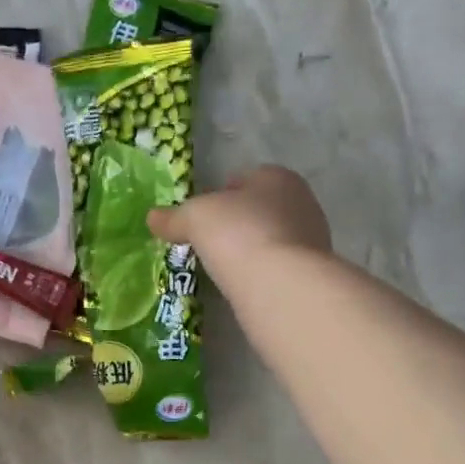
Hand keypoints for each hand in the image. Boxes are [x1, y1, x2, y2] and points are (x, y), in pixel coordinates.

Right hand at [146, 164, 331, 277]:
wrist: (281, 284)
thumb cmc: (238, 234)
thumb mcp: (195, 219)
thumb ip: (173, 217)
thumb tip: (152, 218)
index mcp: (277, 177)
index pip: (244, 179)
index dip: (219, 196)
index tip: (202, 219)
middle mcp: (301, 202)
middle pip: (259, 209)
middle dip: (236, 224)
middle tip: (210, 245)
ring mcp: (312, 239)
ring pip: (271, 239)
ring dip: (250, 251)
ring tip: (224, 270)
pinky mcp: (312, 273)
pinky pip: (278, 267)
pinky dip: (261, 274)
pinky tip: (244, 287)